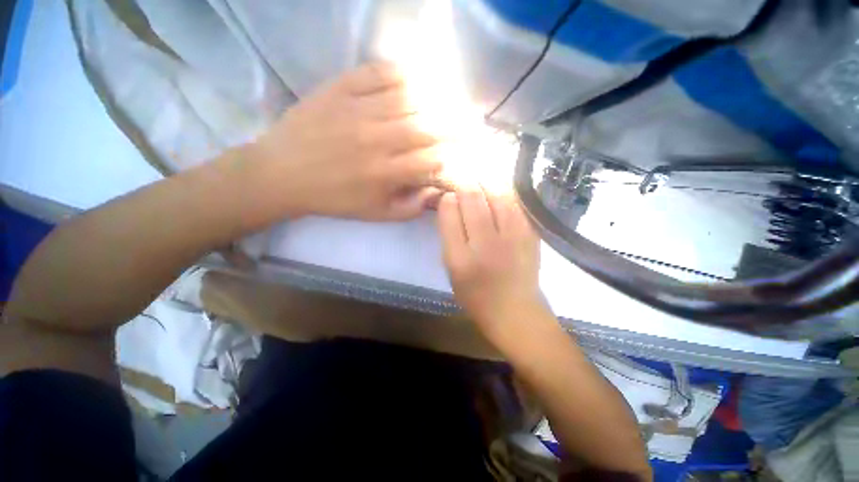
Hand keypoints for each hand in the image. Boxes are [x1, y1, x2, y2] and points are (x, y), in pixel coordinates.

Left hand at [250, 63, 442, 219]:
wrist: (283, 174)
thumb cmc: (334, 198)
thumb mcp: (376, 214)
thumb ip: (411, 208)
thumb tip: (437, 192)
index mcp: (385, 173)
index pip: (432, 159)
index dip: (452, 154)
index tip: (459, 153)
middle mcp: (377, 139)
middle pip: (427, 126)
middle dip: (455, 126)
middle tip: (469, 123)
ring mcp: (358, 110)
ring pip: (409, 98)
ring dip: (436, 100)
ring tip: (449, 102)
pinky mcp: (339, 89)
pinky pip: (378, 73)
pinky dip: (403, 73)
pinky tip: (415, 80)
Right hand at [437, 185, 545, 340]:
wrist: (514, 310)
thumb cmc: (475, 294)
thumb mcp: (450, 269)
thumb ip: (448, 235)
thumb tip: (451, 202)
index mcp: (460, 258)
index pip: (449, 212)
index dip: (447, 198)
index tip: (448, 196)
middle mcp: (486, 244)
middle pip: (472, 197)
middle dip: (463, 183)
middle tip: (461, 181)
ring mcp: (513, 237)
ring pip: (496, 193)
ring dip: (484, 182)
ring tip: (479, 182)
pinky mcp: (530, 234)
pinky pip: (515, 201)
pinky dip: (503, 191)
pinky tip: (497, 192)